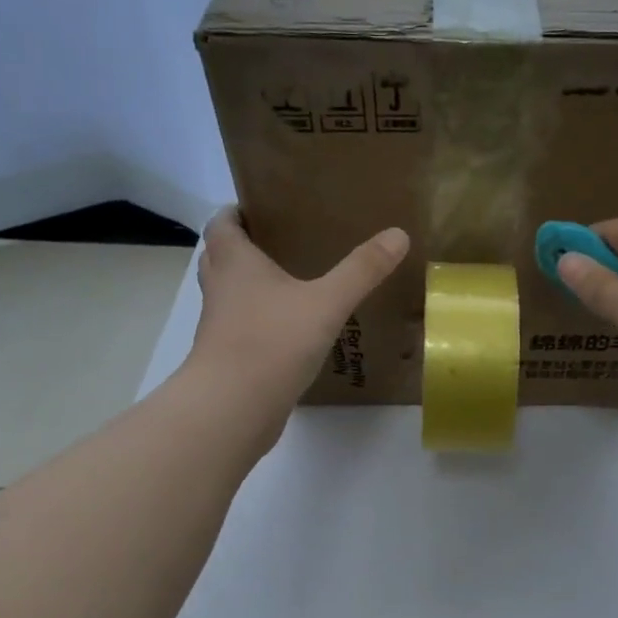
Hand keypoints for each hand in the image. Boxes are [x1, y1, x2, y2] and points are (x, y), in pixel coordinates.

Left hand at [187, 207, 408, 423]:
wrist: (233, 407)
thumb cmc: (273, 342)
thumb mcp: (327, 302)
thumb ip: (362, 270)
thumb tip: (399, 234)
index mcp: (235, 263)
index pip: (222, 224)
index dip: (236, 212)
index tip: (262, 209)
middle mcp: (220, 289)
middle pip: (219, 257)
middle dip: (244, 247)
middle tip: (280, 243)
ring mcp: (219, 327)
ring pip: (228, 295)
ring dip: (248, 287)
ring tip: (288, 284)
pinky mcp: (227, 359)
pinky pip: (240, 330)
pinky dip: (257, 323)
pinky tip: (289, 332)